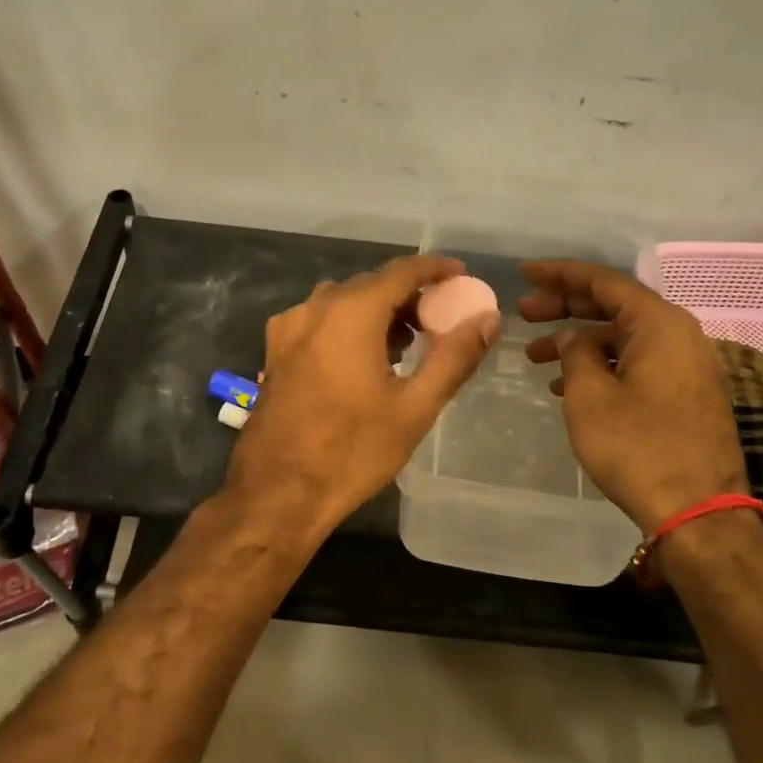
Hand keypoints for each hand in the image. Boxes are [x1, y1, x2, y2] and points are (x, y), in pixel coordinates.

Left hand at [225, 255, 499, 541]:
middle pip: (370, 286)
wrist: (277, 493)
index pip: (401, 272)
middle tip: (437, 323)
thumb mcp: (415, 408)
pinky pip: (318, 322)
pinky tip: (361, 362)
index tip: (460, 276)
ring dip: (375, 312)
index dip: (434, 269)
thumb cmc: (352, 451)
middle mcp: (315, 309)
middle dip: (407, 297)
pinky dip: (346, 326)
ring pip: (341, 303)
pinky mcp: (274, 353)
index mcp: (350, 313)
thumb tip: (489, 319)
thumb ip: (454, 357)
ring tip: (404, 346)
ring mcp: (288, 330)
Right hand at [521, 260, 748, 534]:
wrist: (698, 509)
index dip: (560, 275)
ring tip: (536, 357)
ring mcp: (686, 365)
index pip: (603, 282)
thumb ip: (575, 353)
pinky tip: (568, 384)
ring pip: (623, 337)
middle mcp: (678, 334)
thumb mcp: (590, 396)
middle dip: (565, 307)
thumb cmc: (637, 447)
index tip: (525, 274)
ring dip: (580, 341)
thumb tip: (572, 336)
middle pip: (614, 306)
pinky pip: (637, 362)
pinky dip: (602, 365)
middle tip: (524, 315)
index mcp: (658, 324)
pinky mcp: (685, 393)